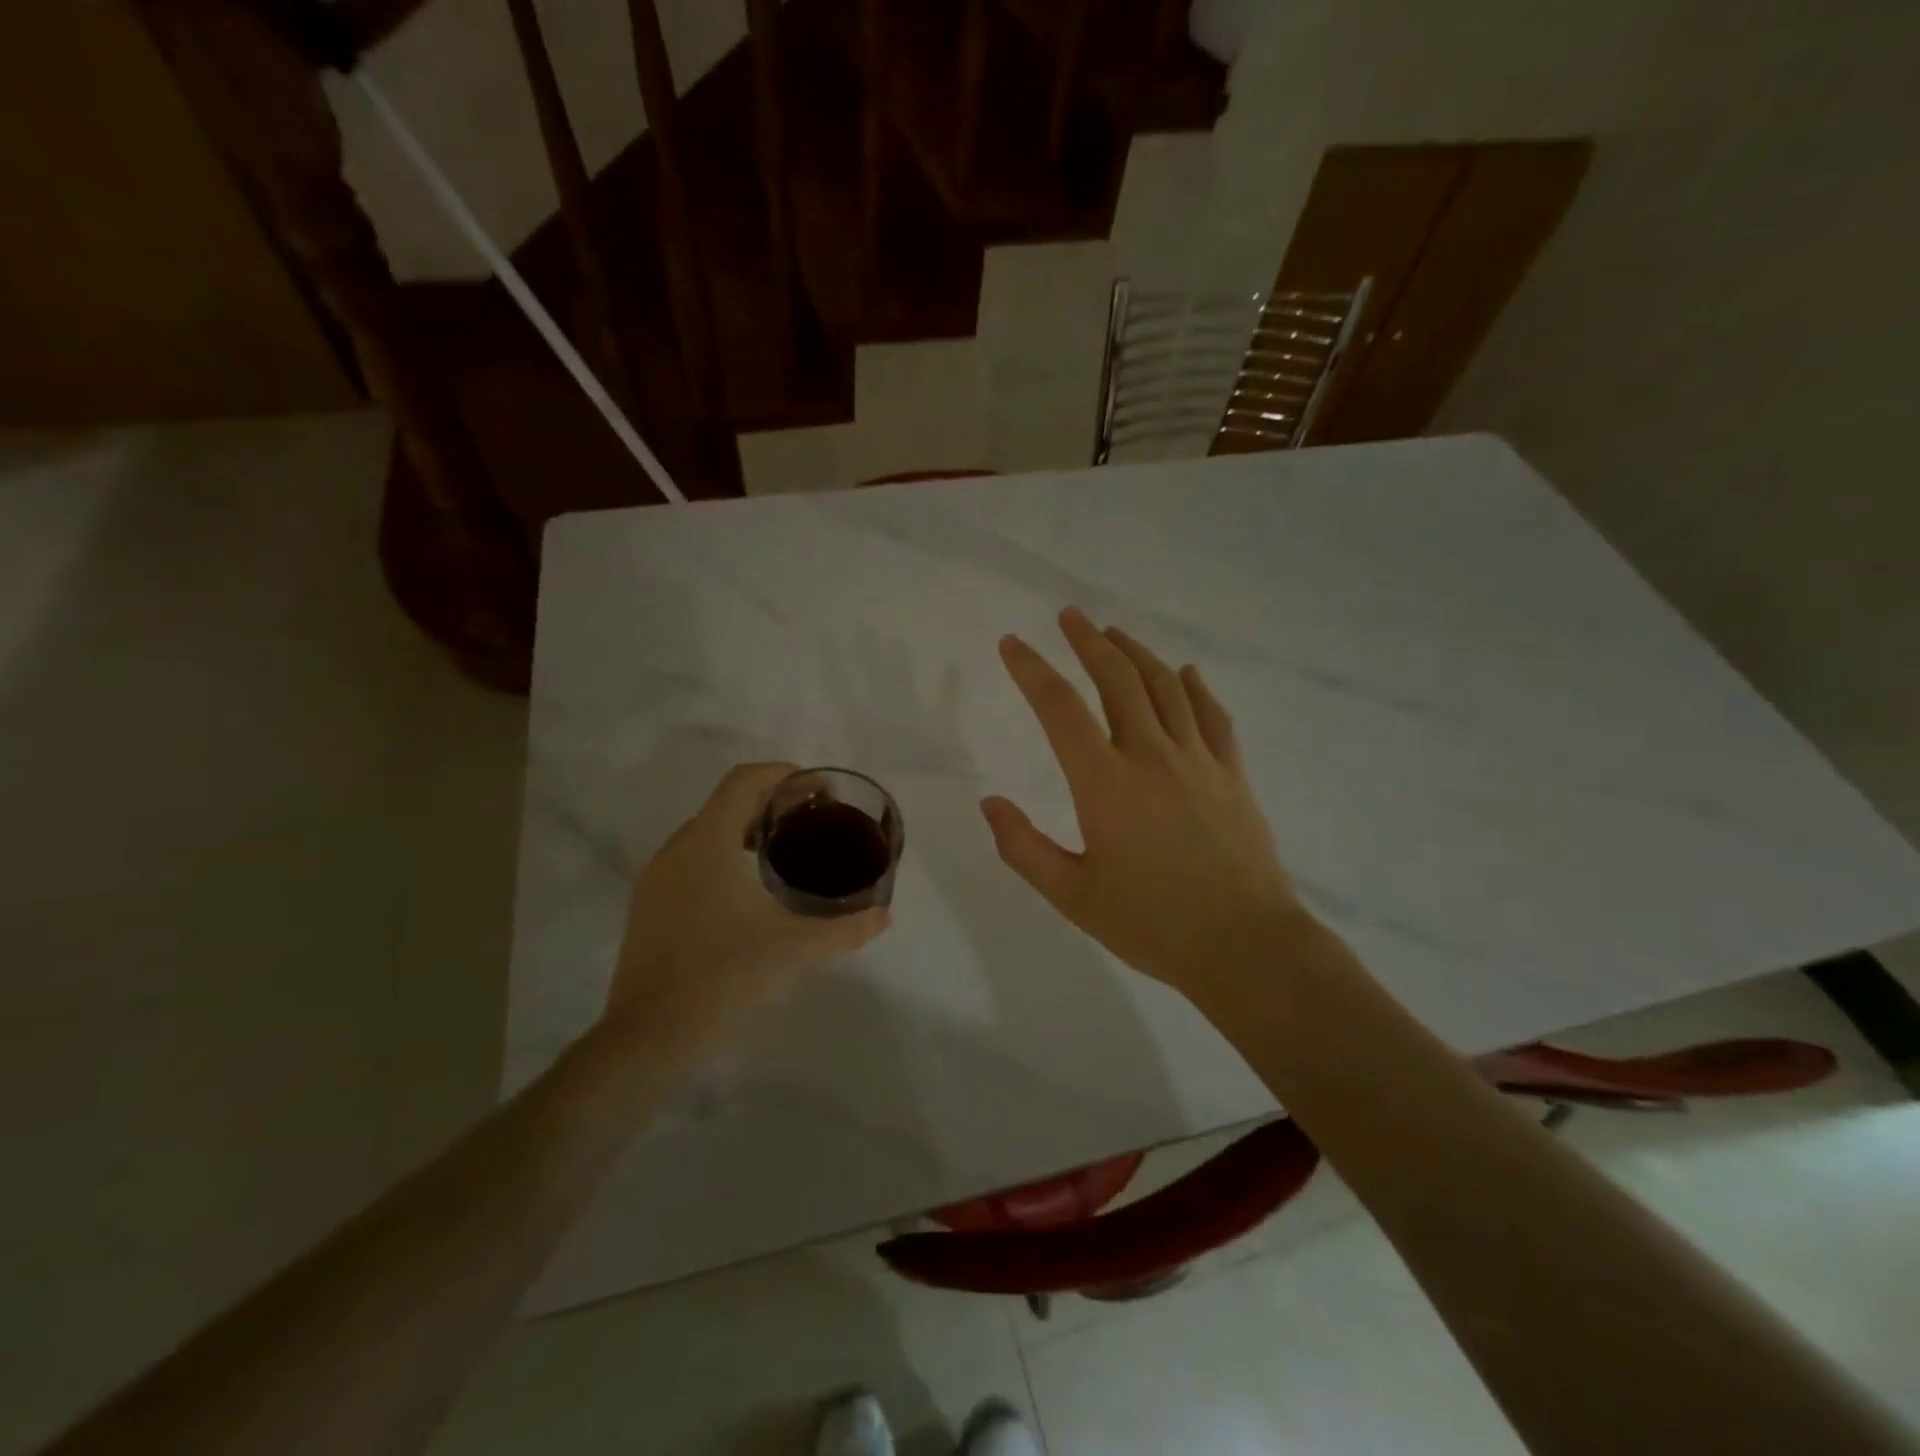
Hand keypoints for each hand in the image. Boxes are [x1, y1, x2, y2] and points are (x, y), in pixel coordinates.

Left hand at [608, 763, 890, 1047]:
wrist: (650, 1035)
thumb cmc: (725, 975)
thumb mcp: (796, 948)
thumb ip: (846, 928)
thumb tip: (884, 916)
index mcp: (708, 842)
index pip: (744, 781)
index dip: (783, 774)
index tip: (818, 789)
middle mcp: (677, 849)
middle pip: (727, 804)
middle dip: (772, 803)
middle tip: (812, 820)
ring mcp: (657, 880)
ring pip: (706, 833)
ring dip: (746, 830)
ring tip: (786, 852)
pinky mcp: (648, 908)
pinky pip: (691, 861)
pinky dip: (724, 857)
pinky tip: (748, 892)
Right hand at [982, 609, 1307, 1003]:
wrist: (1245, 946)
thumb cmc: (1151, 924)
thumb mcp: (1072, 896)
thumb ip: (1024, 848)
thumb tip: (989, 804)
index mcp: (1105, 783)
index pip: (1060, 709)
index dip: (1031, 671)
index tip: (1012, 645)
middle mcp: (1151, 756)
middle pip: (1117, 680)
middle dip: (1088, 642)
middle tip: (1069, 617)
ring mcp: (1198, 760)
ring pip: (1165, 687)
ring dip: (1136, 654)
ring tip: (1114, 635)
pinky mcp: (1232, 774)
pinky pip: (1212, 716)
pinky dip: (1195, 688)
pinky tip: (1186, 673)